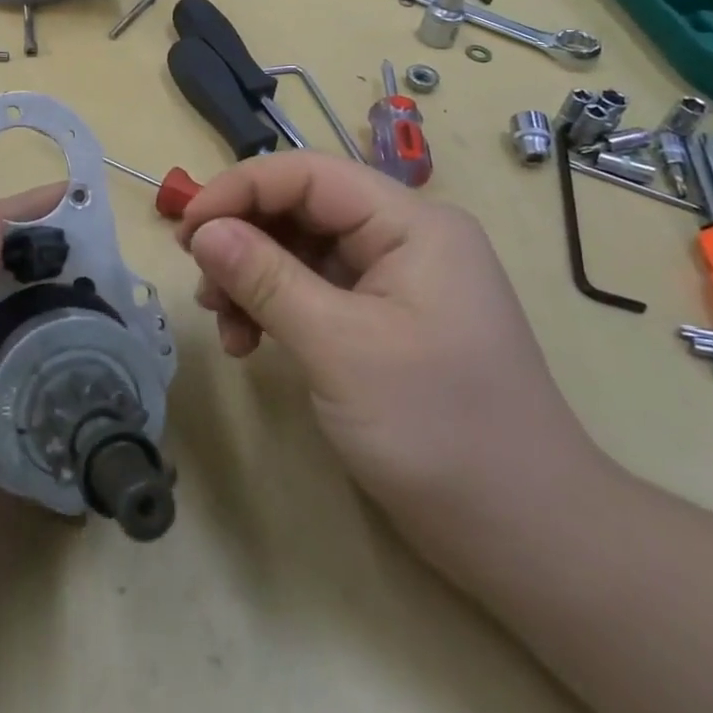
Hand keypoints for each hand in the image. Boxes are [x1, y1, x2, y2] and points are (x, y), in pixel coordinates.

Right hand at [176, 152, 606, 554]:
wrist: (526, 537)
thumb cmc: (439, 430)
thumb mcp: (340, 347)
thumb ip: (266, 279)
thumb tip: (202, 231)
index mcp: (411, 224)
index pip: (309, 175)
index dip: (240, 189)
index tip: (186, 228)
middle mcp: (403, 239)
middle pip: (302, 209)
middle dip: (243, 238)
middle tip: (199, 280)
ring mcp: (393, 282)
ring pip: (301, 251)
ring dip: (252, 278)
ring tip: (224, 323)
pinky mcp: (381, 322)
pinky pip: (313, 292)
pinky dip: (273, 309)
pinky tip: (249, 343)